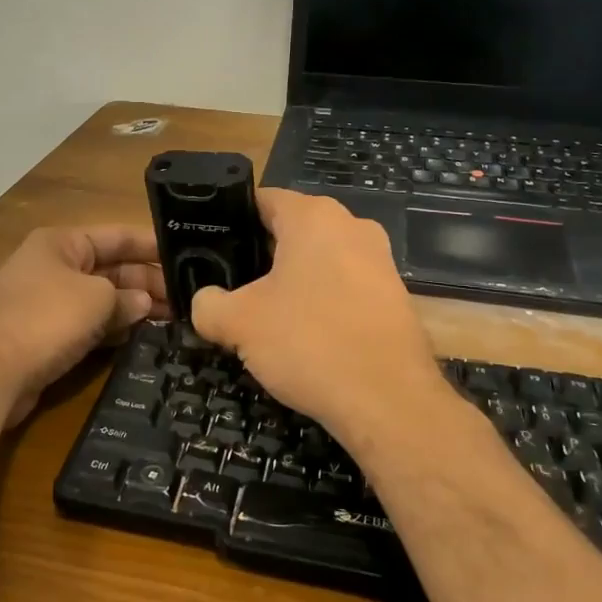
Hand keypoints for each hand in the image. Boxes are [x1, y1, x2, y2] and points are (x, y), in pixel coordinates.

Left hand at [0, 226, 170, 427]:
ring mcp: (47, 302)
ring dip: (133, 308)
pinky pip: (88, 325)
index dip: (151, 245)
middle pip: (110, 268)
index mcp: (61, 243)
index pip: (116, 236)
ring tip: (175, 320)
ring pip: (101, 299)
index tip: (187, 256)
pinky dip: (113, 329)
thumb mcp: (97, 299)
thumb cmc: (45, 319)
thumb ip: (127, 297)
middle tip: (188, 299)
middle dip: (147, 282)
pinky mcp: (45, 335)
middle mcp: (53, 266)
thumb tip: (143, 303)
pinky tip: (141, 338)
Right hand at [191, 191, 448, 447]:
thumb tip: (205, 302)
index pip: (261, 200)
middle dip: (261, 258)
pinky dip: (323, 305)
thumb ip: (208, 304)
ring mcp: (380, 261)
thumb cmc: (309, 342)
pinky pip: (345, 289)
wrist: (389, 401)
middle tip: (232, 290)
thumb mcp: (239, 323)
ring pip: (320, 262)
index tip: (211, 251)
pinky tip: (306, 338)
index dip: (230, 223)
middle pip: (291, 231)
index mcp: (313, 216)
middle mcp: (352, 226)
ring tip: (266, 319)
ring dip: (292, 284)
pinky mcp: (396, 297)